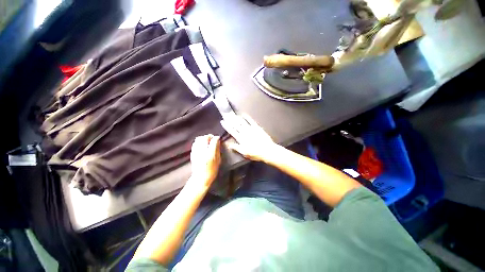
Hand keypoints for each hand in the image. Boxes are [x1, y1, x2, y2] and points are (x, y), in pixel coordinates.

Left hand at [188, 134, 220, 189]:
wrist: (200, 177)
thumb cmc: (212, 170)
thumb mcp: (218, 160)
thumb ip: (217, 150)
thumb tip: (218, 142)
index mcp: (210, 153)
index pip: (214, 140)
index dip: (216, 138)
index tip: (218, 138)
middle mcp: (202, 150)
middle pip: (205, 137)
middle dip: (209, 136)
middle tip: (212, 138)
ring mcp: (196, 151)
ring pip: (199, 139)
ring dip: (203, 138)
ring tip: (207, 141)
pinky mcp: (192, 153)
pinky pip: (195, 143)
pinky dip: (199, 142)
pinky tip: (202, 145)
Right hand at [221, 115, 279, 161]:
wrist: (267, 150)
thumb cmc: (255, 153)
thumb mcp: (244, 153)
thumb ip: (236, 148)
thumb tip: (229, 145)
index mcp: (240, 138)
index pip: (231, 131)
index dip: (226, 126)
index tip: (223, 121)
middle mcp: (244, 132)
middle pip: (236, 125)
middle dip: (230, 119)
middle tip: (226, 115)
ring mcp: (250, 129)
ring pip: (242, 122)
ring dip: (237, 118)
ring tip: (233, 114)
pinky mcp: (257, 127)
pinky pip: (251, 121)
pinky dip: (247, 117)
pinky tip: (244, 114)